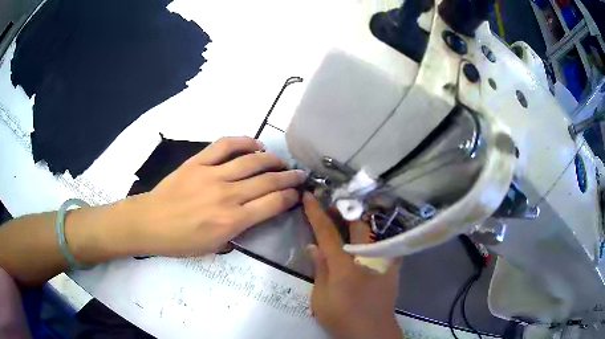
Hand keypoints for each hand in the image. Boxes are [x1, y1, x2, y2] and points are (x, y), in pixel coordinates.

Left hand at [123, 137, 306, 256]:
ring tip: (280, 162)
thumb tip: (257, 214)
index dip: (290, 197)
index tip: (297, 193)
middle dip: (289, 178)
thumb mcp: (215, 247)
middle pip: (268, 181)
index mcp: (232, 221)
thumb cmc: (181, 242)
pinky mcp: (198, 162)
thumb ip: (240, 231)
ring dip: (271, 160)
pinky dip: (244, 141)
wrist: (150, 223)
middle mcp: (227, 195)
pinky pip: (225, 145)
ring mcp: (212, 175)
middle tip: (299, 175)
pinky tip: (254, 144)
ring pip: (251, 161)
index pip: (273, 203)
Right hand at [303, 193, 403, 338]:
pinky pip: (383, 244)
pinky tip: (366, 239)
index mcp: (344, 265)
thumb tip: (313, 246)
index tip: (310, 196)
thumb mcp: (321, 298)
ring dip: (358, 222)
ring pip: (371, 232)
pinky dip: (372, 237)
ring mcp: (383, 261)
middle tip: (332, 207)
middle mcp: (366, 257)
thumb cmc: (343, 317)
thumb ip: (320, 270)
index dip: (316, 213)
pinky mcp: (392, 268)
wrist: (372, 332)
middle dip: (343, 211)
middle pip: (356, 224)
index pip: (327, 233)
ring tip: (347, 219)